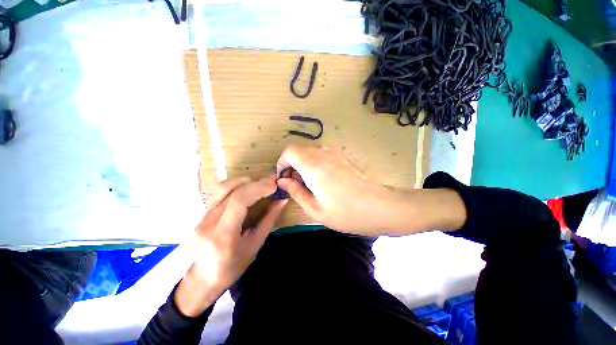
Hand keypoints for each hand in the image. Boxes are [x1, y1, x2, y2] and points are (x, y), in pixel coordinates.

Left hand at [175, 176, 286, 316]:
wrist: (203, 279)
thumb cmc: (233, 267)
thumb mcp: (255, 245)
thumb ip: (269, 220)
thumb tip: (282, 200)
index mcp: (223, 236)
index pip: (238, 202)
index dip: (258, 189)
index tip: (274, 185)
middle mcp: (208, 223)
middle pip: (231, 191)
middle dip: (255, 184)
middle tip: (272, 182)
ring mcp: (202, 217)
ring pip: (223, 188)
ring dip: (245, 182)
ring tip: (261, 184)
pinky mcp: (202, 214)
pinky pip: (220, 193)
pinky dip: (237, 187)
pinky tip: (248, 189)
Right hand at [276, 145, 390, 233]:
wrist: (379, 207)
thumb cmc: (346, 213)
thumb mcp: (315, 209)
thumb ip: (295, 191)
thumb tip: (282, 181)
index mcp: (313, 167)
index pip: (289, 151)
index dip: (282, 163)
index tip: (285, 179)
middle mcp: (323, 155)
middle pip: (299, 150)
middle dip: (292, 165)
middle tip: (296, 184)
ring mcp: (335, 154)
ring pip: (310, 152)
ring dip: (303, 164)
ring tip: (309, 184)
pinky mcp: (343, 157)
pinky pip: (321, 155)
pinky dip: (315, 163)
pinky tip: (322, 180)